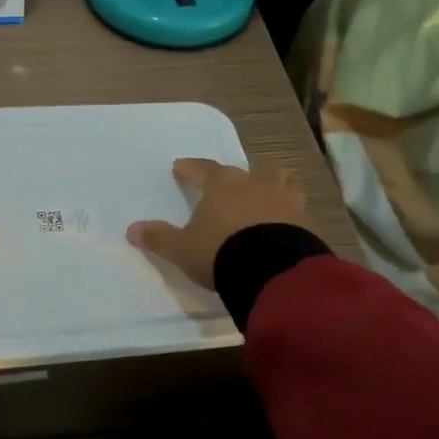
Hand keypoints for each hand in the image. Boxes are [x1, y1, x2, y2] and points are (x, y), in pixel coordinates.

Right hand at [127, 157, 311, 288]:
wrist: (272, 271)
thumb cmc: (220, 251)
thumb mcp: (182, 249)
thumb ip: (159, 238)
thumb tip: (131, 229)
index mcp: (224, 184)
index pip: (204, 169)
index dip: (191, 169)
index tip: (181, 167)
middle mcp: (256, 184)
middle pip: (252, 171)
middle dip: (242, 176)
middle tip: (235, 184)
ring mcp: (286, 201)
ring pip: (282, 184)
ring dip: (273, 189)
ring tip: (266, 199)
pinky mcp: (306, 223)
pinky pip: (296, 212)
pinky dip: (288, 217)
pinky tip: (282, 228)